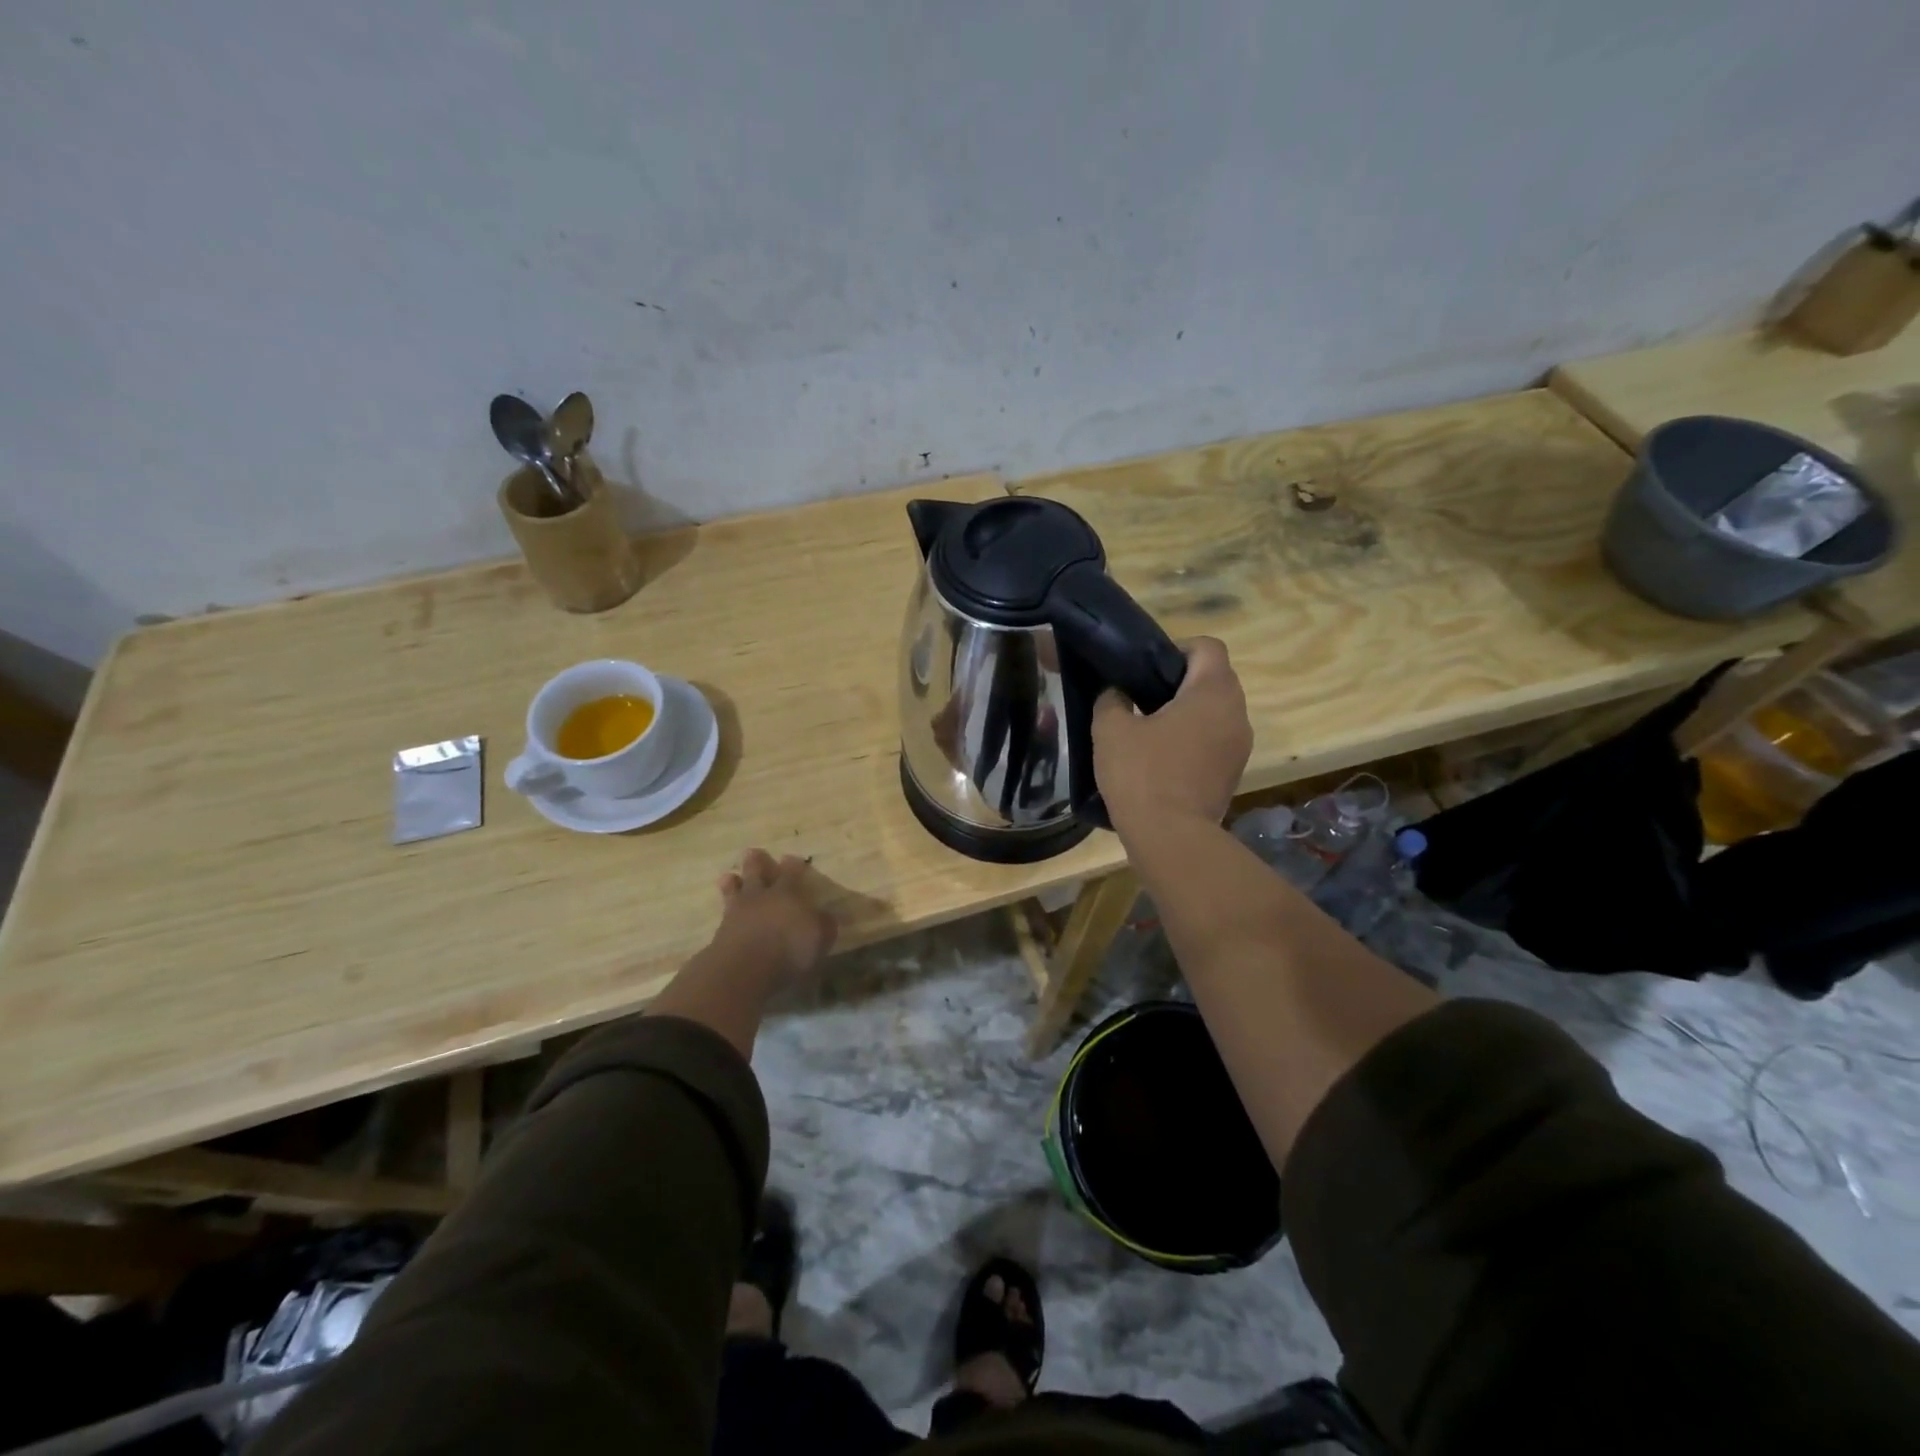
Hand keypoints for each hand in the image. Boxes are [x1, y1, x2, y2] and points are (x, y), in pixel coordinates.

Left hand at [712, 848, 838, 985]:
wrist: (745, 968)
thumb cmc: (789, 948)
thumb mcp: (820, 937)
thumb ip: (823, 924)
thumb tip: (825, 916)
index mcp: (787, 892)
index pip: (791, 872)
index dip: (793, 865)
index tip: (791, 858)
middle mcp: (761, 897)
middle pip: (756, 873)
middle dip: (756, 862)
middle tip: (752, 852)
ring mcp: (737, 913)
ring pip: (734, 891)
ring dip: (732, 883)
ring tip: (729, 876)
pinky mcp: (721, 932)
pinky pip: (723, 914)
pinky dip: (724, 910)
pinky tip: (724, 912)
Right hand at [1092, 637, 1251, 833]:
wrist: (1171, 838)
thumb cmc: (1142, 774)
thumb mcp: (1110, 730)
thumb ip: (1111, 700)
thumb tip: (1115, 693)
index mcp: (1212, 692)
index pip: (1208, 647)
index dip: (1177, 648)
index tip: (1147, 668)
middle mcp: (1237, 713)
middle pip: (1215, 678)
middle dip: (1181, 682)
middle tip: (1142, 697)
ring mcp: (1240, 746)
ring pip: (1217, 712)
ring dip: (1188, 713)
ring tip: (1150, 730)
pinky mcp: (1234, 773)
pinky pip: (1215, 740)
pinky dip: (1194, 740)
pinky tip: (1162, 758)